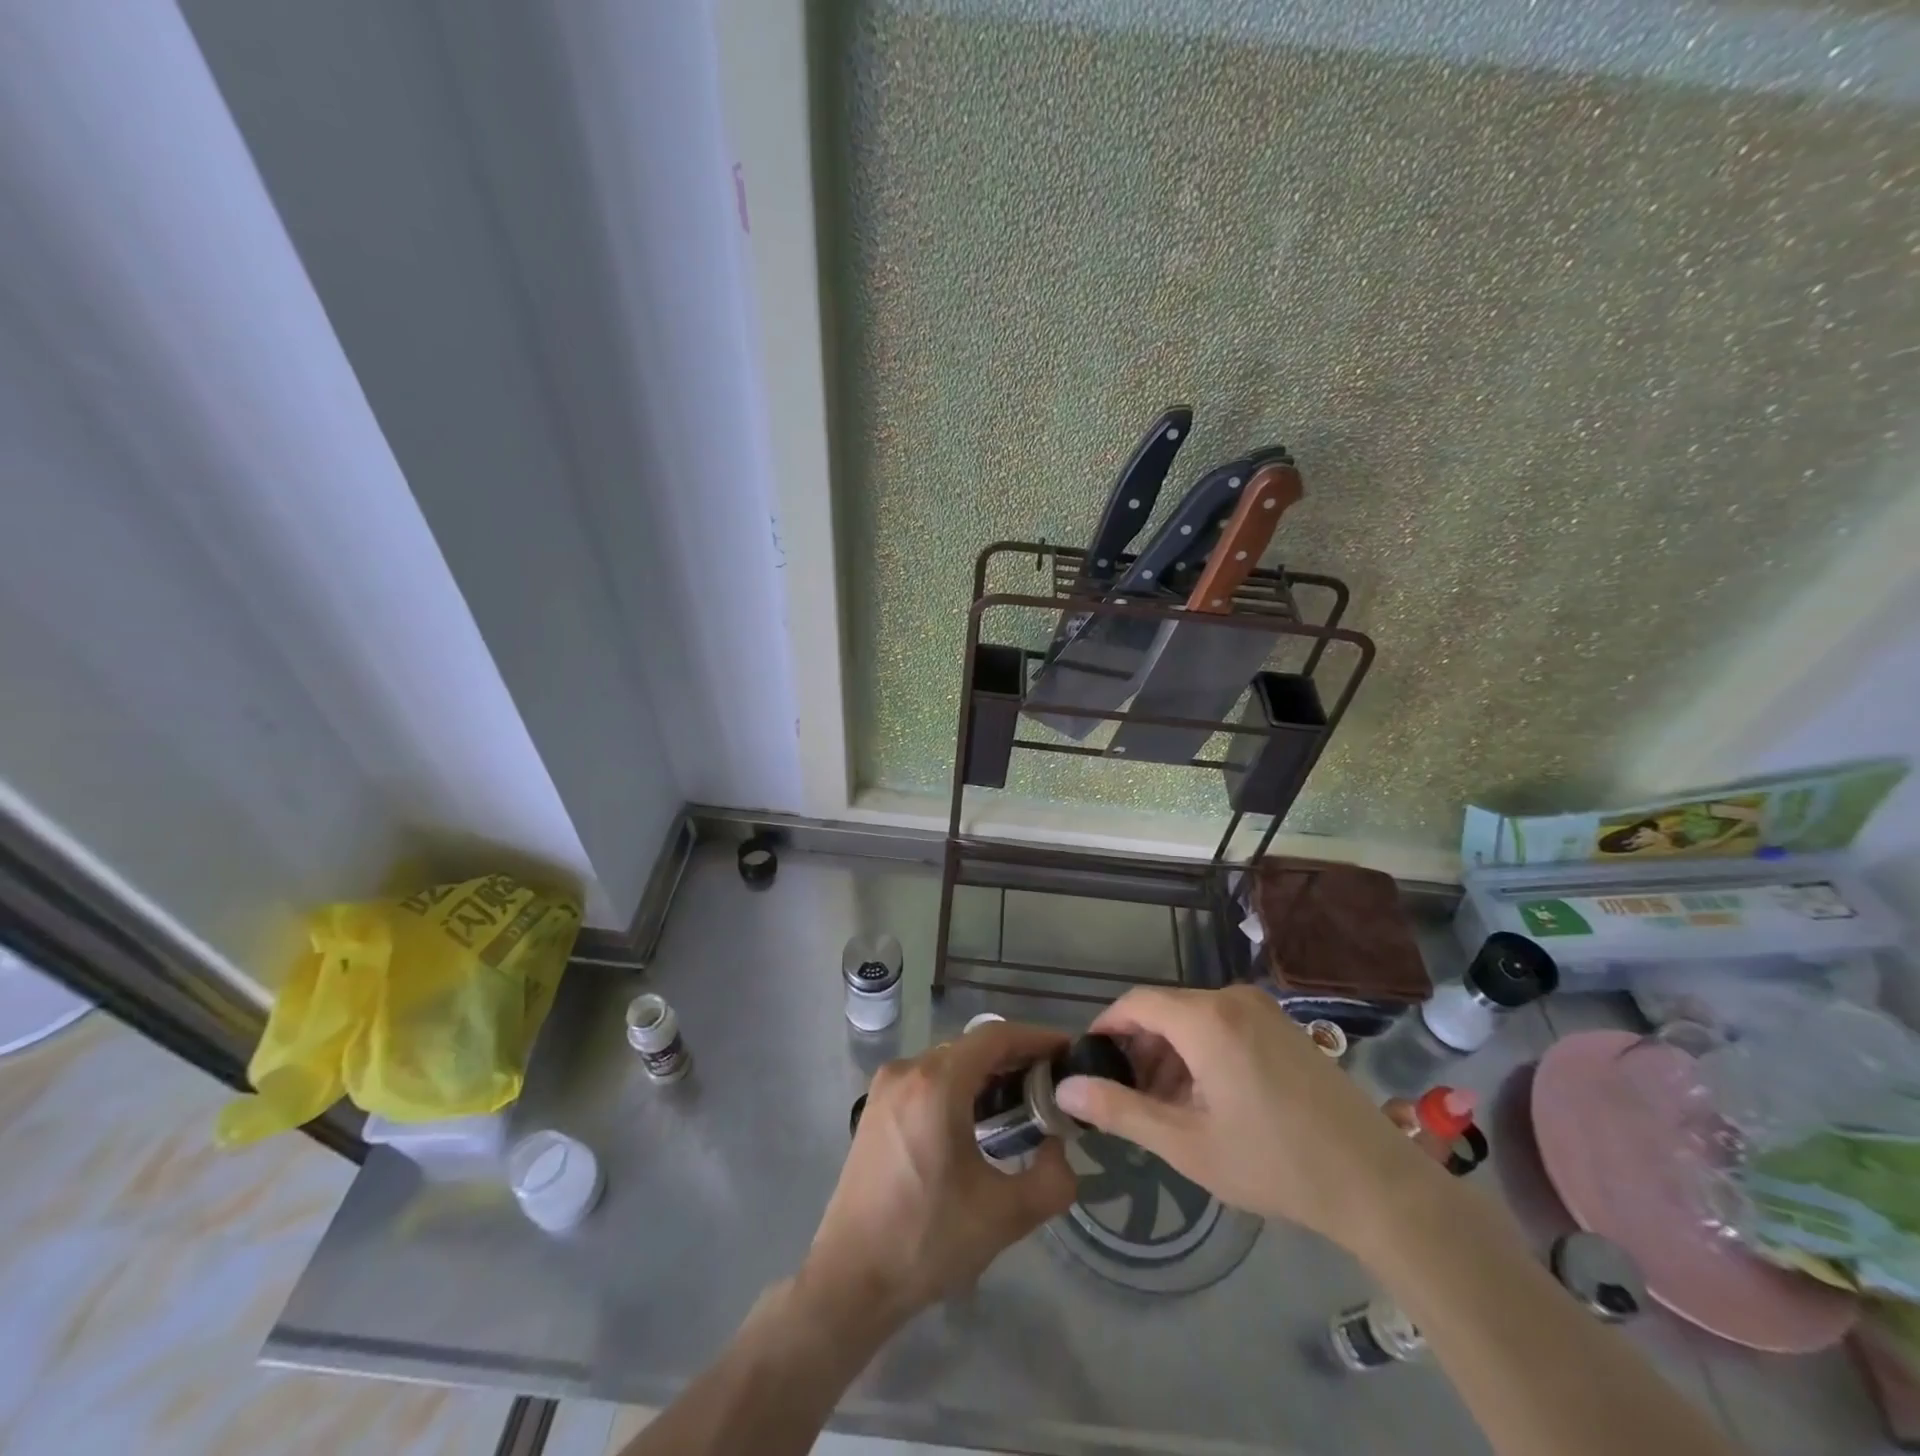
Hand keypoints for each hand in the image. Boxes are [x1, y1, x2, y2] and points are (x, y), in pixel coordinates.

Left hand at [798, 1020, 1077, 1339]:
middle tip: (1052, 1085)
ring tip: (1022, 1103)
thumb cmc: (926, 1241)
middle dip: (1015, 1058)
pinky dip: (959, 1087)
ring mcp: (886, 1087)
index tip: (1068, 1052)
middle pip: (971, 1047)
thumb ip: (1052, 1179)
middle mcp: (908, 1070)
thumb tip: (1059, 1147)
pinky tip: (978, 1120)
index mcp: (937, 1084)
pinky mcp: (876, 1108)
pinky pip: (928, 1079)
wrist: (850, 1280)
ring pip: (949, 1062)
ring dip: (987, 1074)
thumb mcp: (1005, 1216)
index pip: (995, 1036)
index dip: (1036, 1038)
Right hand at [1053, 985, 1435, 1248]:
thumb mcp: (1186, 1144)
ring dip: (1171, 1056)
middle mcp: (1232, 999)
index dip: (1106, 1029)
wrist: (1377, 1184)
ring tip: (1167, 1109)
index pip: (1135, 1002)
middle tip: (1130, 1100)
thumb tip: (1065, 1088)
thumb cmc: (1274, 1162)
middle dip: (1140, 1051)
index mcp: (1205, 1018)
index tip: (1089, 1065)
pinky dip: (1202, 1054)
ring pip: (1195, 1020)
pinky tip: (1208, 1101)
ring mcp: (1264, 1011)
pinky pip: (1225, 1026)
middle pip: (1165, 1011)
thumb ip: (1120, 1110)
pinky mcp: (1285, 1028)